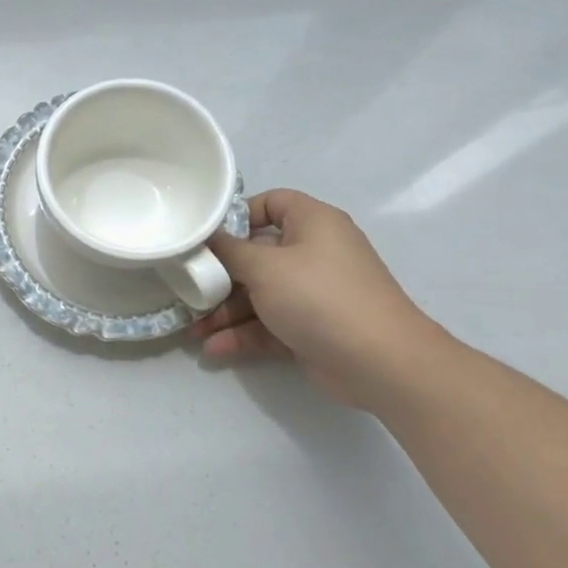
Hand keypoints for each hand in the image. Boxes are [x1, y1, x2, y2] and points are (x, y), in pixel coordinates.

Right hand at [192, 189, 443, 408]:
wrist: (381, 364)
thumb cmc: (319, 297)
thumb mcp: (264, 267)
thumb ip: (228, 251)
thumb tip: (204, 240)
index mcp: (312, 223)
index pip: (271, 203)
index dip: (237, 215)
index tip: (205, 236)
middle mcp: (314, 253)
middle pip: (256, 255)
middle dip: (219, 276)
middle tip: (187, 287)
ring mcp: (314, 293)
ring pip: (259, 294)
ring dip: (225, 312)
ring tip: (191, 330)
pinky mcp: (312, 328)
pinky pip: (269, 324)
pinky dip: (243, 334)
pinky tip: (214, 348)